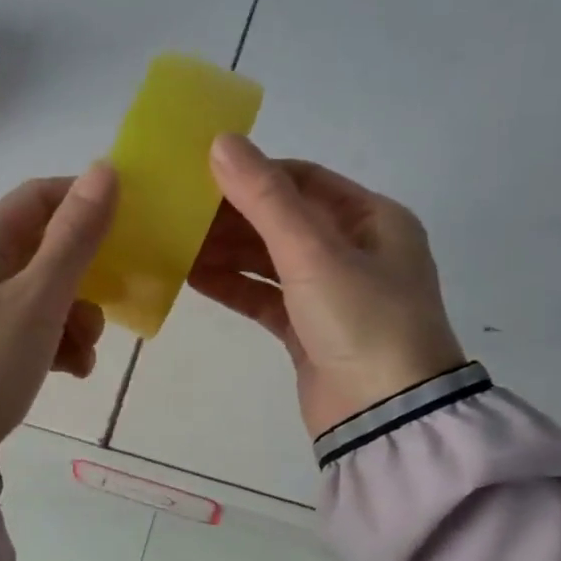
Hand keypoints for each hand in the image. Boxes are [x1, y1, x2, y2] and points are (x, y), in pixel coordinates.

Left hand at [0, 164, 116, 456]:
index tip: (126, 224)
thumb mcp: (38, 299)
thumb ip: (74, 237)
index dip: (83, 201)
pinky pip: (32, 327)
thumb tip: (104, 170)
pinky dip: (58, 342)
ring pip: (44, 292)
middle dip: (85, 276)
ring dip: (76, 315)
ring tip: (86, 351)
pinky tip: (73, 370)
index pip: (38, 197)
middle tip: (109, 303)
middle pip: (45, 249)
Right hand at [191, 135, 464, 436]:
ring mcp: (331, 293)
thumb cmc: (362, 322)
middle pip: (283, 220)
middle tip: (179, 212)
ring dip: (227, 251)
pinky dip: (232, 286)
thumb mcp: (313, 253)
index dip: (254, 174)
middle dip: (232, 216)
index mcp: (373, 219)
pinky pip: (264, 296)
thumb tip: (221, 142)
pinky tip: (191, 277)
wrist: (385, 418)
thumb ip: (265, 199)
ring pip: (269, 260)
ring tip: (175, 243)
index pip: (304, 180)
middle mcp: (355, 251)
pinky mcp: (308, 329)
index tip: (202, 175)